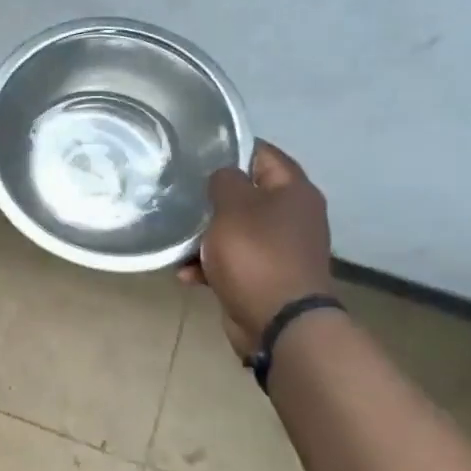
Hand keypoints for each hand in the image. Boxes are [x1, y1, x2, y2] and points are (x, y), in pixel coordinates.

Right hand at [178, 141, 333, 357]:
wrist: (279, 322)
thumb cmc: (256, 255)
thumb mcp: (233, 207)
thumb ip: (224, 181)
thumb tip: (223, 176)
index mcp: (293, 191)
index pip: (262, 153)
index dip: (230, 147)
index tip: (196, 151)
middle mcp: (292, 216)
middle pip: (247, 193)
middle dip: (212, 196)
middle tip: (179, 192)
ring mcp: (280, 248)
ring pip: (235, 229)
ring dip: (205, 235)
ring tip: (176, 238)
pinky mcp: (265, 276)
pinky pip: (232, 261)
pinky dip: (209, 266)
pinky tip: (186, 274)